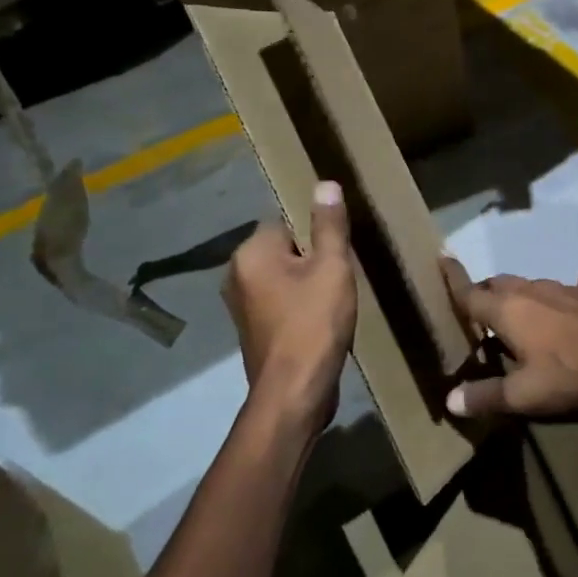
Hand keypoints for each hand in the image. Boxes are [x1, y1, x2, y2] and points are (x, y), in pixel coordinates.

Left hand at [224, 182, 356, 431]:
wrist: (295, 393)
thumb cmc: (314, 324)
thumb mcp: (331, 268)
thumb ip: (329, 225)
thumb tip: (325, 183)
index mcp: (251, 253)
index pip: (285, 222)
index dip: (315, 234)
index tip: (338, 252)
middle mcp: (237, 275)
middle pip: (284, 250)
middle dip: (312, 259)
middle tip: (340, 275)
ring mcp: (241, 307)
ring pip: (283, 278)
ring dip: (307, 284)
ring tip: (335, 299)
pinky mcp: (253, 331)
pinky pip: (280, 303)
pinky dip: (299, 306)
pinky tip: (321, 321)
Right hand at [440, 260, 577, 418]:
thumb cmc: (568, 372)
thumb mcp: (523, 394)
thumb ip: (486, 395)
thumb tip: (449, 401)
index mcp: (507, 310)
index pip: (470, 293)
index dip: (453, 279)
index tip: (441, 258)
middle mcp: (532, 290)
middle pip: (500, 284)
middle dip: (487, 291)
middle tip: (480, 306)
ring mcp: (566, 288)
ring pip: (535, 284)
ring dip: (525, 294)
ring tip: (522, 308)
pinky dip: (573, 290)